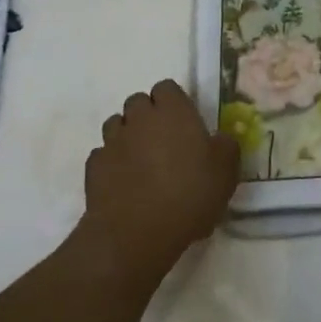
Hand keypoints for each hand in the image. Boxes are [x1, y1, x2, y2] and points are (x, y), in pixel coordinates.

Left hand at [79, 80, 239, 284]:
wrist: (137, 234)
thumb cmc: (189, 195)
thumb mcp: (226, 171)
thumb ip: (225, 147)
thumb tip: (218, 140)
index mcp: (173, 110)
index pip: (167, 87)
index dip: (174, 102)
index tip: (184, 122)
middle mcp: (140, 118)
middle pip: (138, 102)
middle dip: (147, 115)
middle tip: (163, 142)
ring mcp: (113, 141)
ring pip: (115, 125)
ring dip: (127, 136)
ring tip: (140, 161)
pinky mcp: (94, 167)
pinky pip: (102, 154)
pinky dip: (111, 163)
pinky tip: (122, 182)